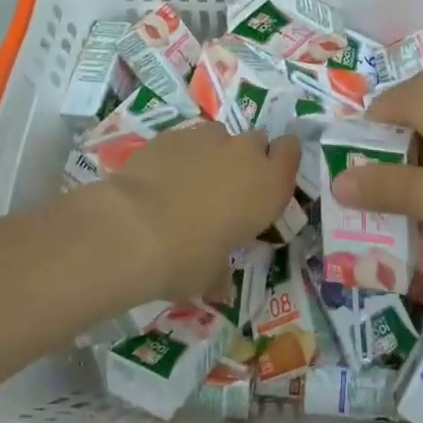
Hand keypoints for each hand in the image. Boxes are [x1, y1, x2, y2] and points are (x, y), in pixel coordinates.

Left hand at [101, 122, 300, 299]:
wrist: (132, 228)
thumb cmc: (187, 258)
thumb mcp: (211, 276)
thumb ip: (221, 272)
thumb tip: (219, 288)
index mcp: (268, 185)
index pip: (290, 151)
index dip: (280, 161)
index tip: (267, 179)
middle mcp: (245, 153)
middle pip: (257, 142)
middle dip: (246, 159)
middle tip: (227, 189)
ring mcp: (207, 137)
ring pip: (220, 137)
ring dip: (212, 155)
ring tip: (189, 185)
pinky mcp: (172, 134)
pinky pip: (186, 141)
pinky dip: (180, 156)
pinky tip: (161, 180)